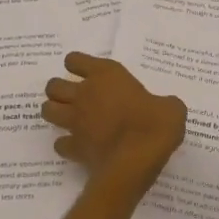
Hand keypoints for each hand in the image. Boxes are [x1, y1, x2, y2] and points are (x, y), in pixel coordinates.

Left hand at [42, 53, 186, 185]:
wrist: (137, 159)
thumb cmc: (155, 124)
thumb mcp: (170, 107)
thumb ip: (162, 103)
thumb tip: (164, 108)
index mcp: (106, 75)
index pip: (75, 60)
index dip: (77, 65)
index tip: (86, 73)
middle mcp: (84, 94)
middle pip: (53, 86)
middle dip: (59, 91)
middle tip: (75, 98)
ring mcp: (75, 121)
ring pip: (48, 110)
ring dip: (55, 113)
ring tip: (69, 118)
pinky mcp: (74, 147)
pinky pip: (60, 143)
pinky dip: (66, 144)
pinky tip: (78, 147)